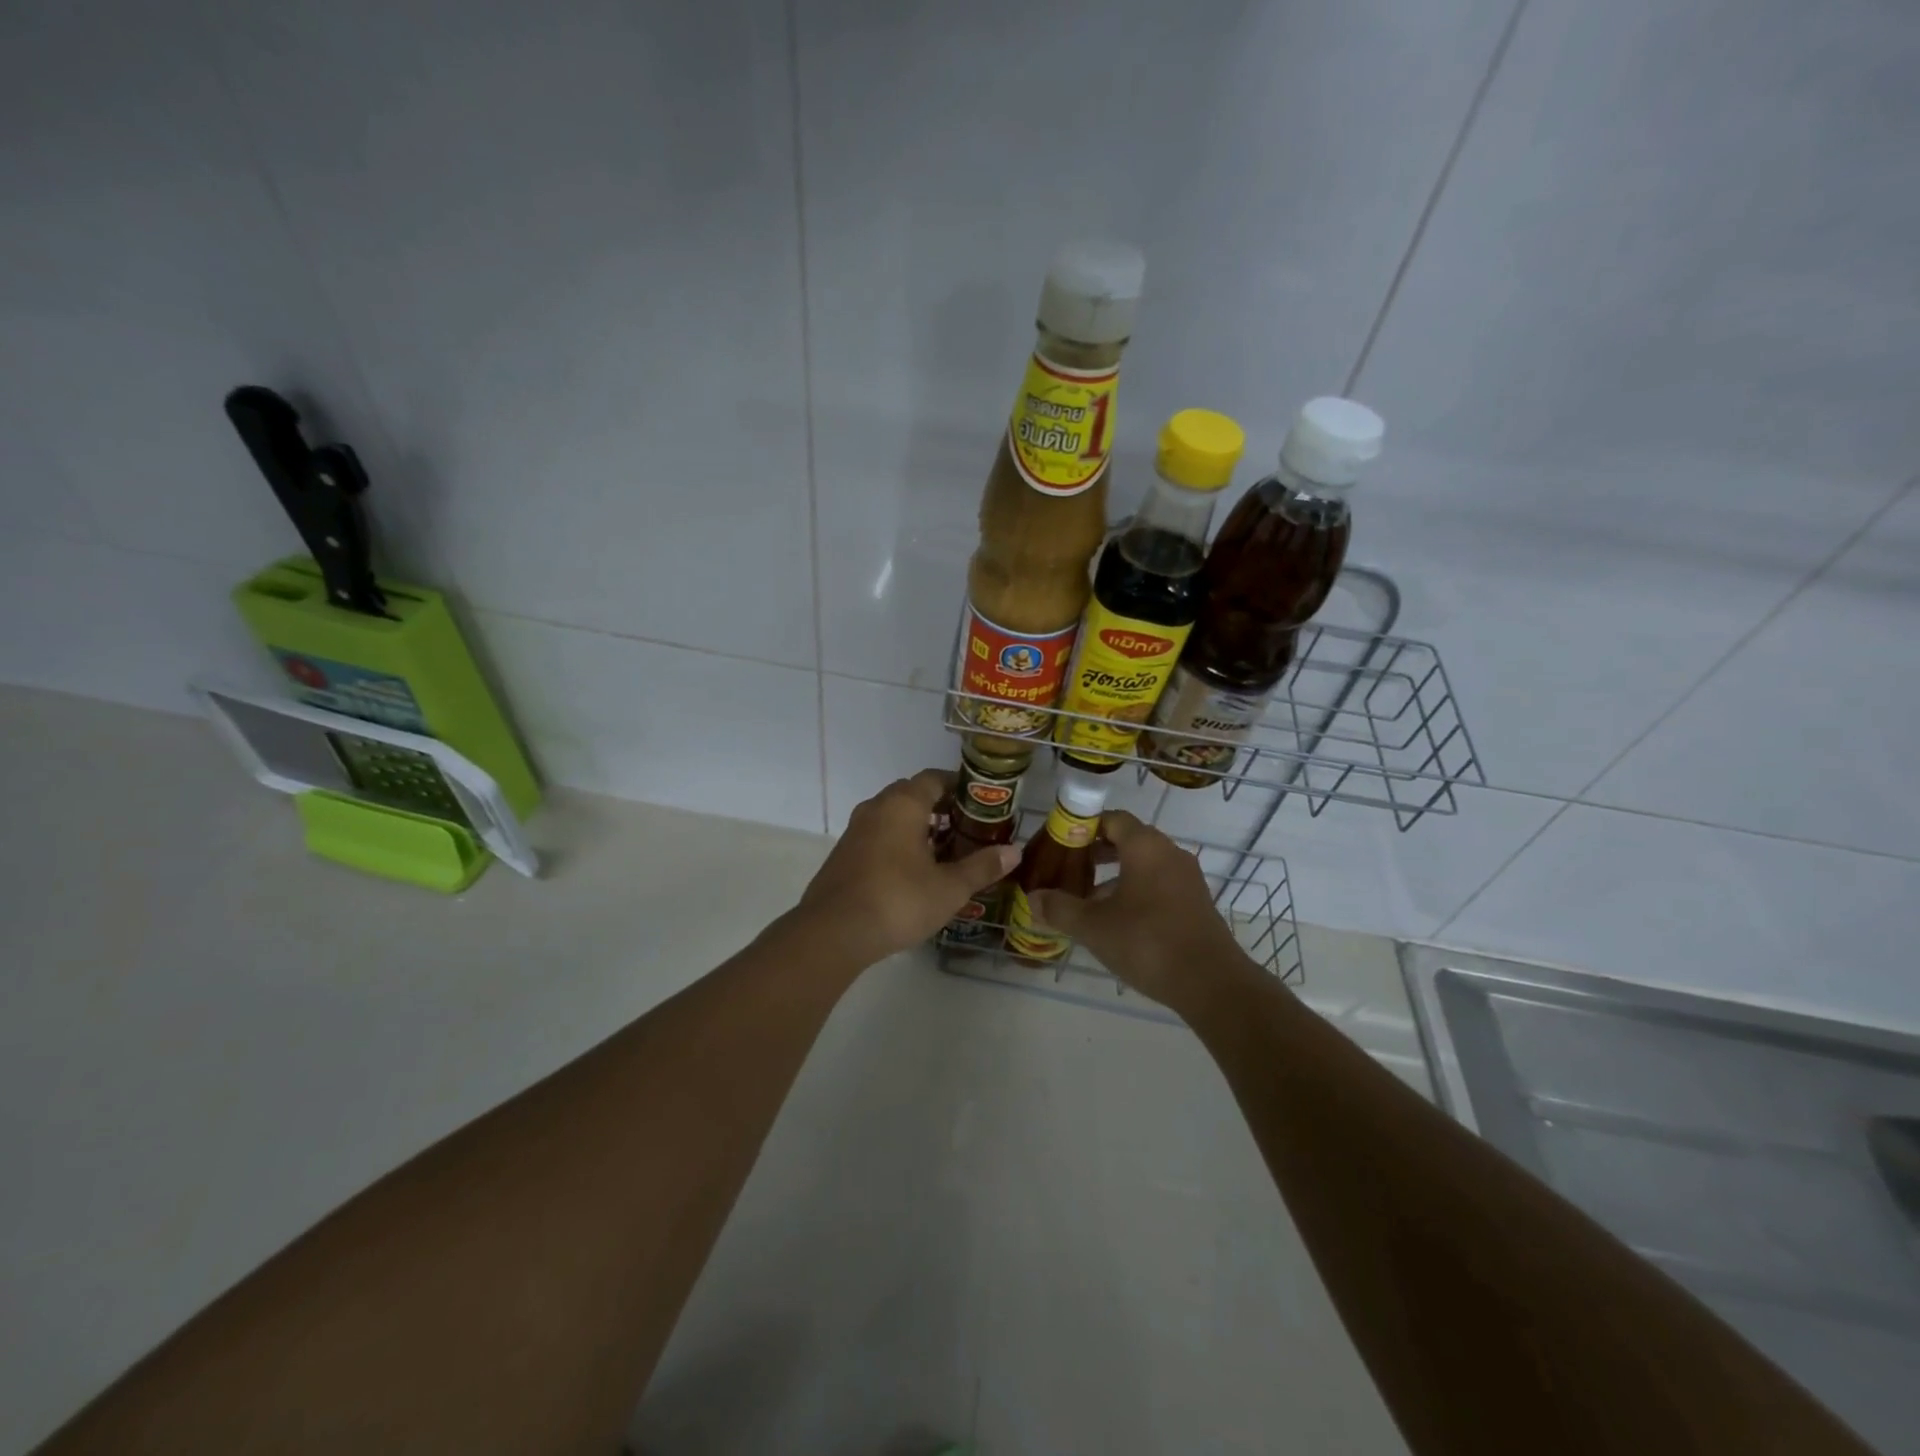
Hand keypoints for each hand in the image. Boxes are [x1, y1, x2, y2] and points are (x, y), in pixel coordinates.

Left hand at [796, 769, 1020, 966]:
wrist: (834, 932)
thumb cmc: (899, 900)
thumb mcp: (949, 888)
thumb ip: (982, 866)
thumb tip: (1015, 851)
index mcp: (903, 804)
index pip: (933, 778)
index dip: (958, 786)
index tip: (980, 802)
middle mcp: (876, 808)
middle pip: (912, 795)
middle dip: (939, 807)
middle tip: (965, 828)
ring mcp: (855, 831)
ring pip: (892, 816)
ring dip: (917, 827)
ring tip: (943, 851)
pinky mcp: (843, 855)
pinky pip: (877, 836)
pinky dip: (897, 843)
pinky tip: (912, 872)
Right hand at [1028, 809, 1254, 1012]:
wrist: (1211, 983)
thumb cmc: (1147, 942)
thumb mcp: (1093, 927)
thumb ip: (1060, 908)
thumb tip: (1032, 898)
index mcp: (1145, 846)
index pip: (1112, 818)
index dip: (1084, 826)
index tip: (1061, 844)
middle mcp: (1169, 853)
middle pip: (1128, 839)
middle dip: (1097, 852)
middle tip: (1069, 870)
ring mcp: (1187, 878)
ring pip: (1144, 864)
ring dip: (1115, 875)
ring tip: (1088, 899)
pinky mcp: (1196, 903)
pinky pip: (1159, 884)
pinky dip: (1136, 891)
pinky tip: (1118, 921)